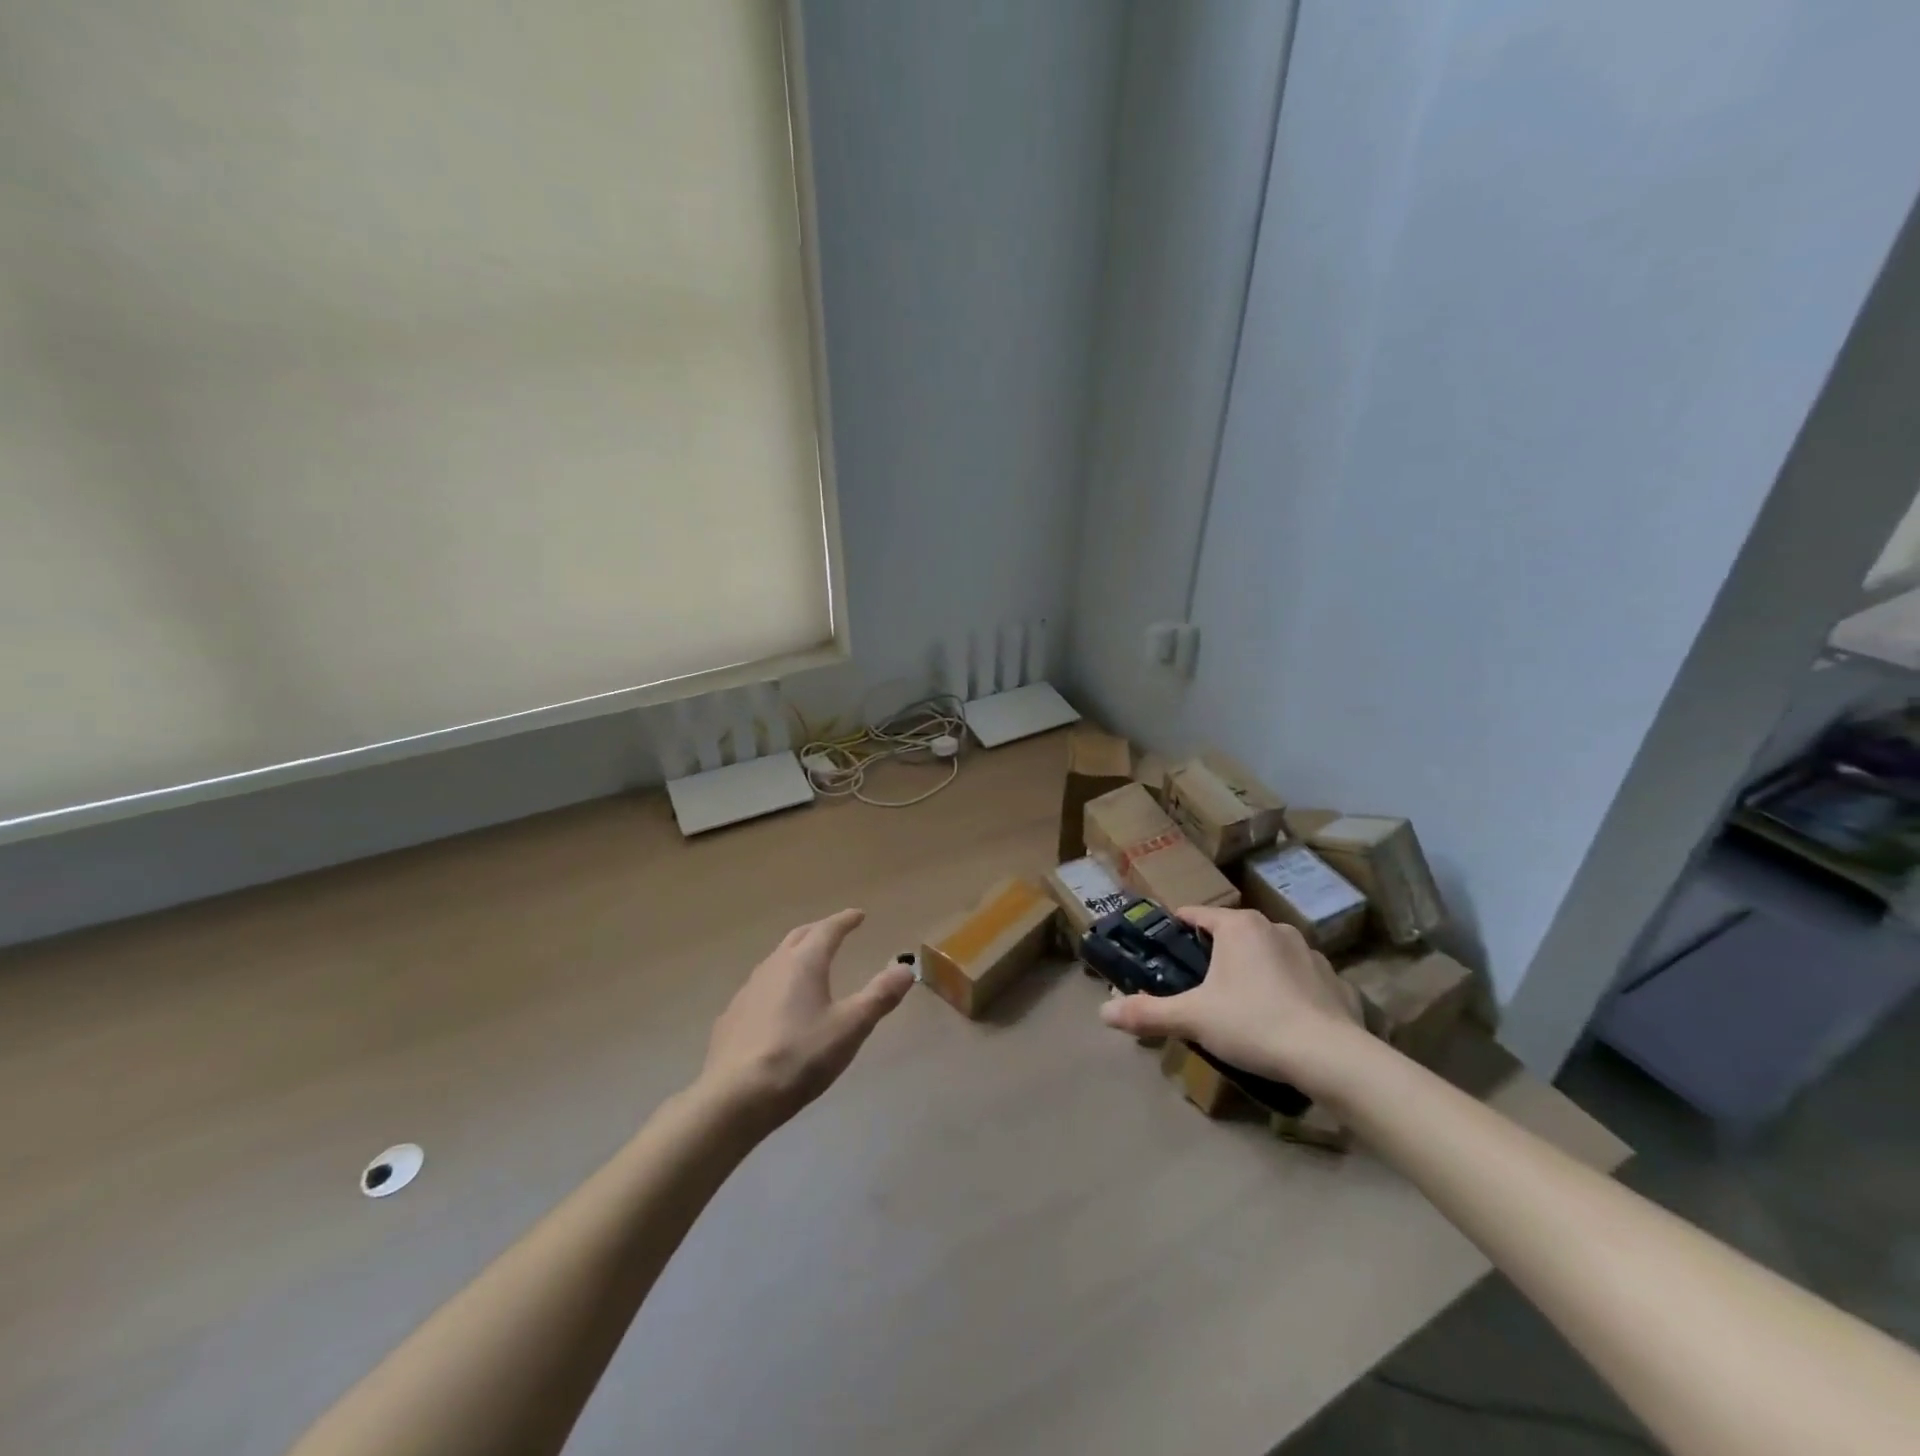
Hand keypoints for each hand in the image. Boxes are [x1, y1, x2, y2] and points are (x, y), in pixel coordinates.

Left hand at [698, 909, 913, 1129]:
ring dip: (795, 955)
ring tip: (808, 964)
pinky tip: (778, 1004)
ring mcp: (748, 990)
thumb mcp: (851, 1027)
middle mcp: (774, 966)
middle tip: (835, 931)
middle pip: (798, 937)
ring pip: (776, 960)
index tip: (858, 915)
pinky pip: (759, 988)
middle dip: (819, 930)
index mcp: (804, 962)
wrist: (736, 1096)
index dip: (845, 920)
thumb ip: (880, 995)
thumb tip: (906, 968)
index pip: (828, 929)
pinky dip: (776, 984)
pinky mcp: (731, 1017)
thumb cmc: (800, 1056)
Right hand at [1099, 905, 1371, 1095]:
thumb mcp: (1193, 1019)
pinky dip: (1284, 989)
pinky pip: (1296, 976)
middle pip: (1231, 934)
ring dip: (1251, 970)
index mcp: (1238, 926)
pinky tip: (1280, 1019)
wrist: (1331, 1057)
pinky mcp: (1333, 978)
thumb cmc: (1253, 1023)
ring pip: (1265, 953)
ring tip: (1240, 1006)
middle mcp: (1273, 927)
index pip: (1195, 915)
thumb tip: (1103, 1012)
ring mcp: (1308, 951)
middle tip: (1198, 988)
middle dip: (1214, 956)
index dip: (1176, 931)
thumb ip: (1148, 1013)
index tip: (1164, 952)